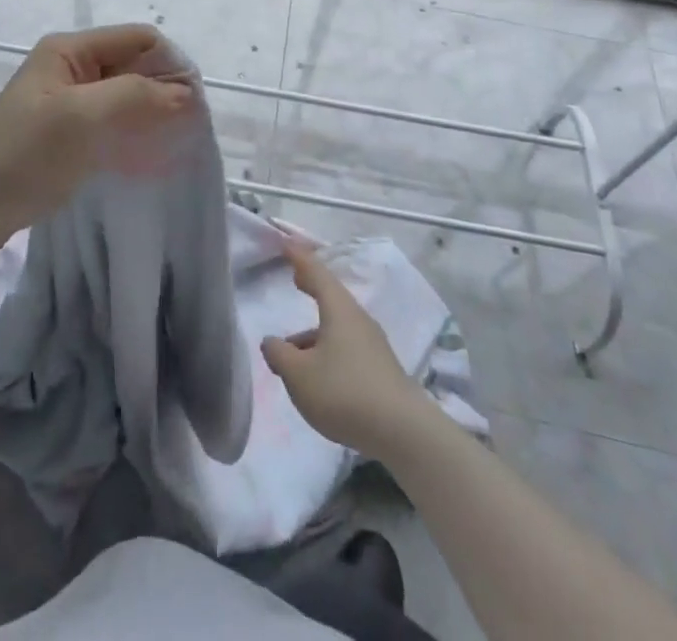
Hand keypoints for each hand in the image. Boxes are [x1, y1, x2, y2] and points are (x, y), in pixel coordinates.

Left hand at [0, 23, 194, 267]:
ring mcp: (69, 101)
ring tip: (177, 146)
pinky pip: (114, 124)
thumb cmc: (23, 154)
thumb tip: (187, 94)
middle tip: (191, 130)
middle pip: (135, 66)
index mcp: (71, 50)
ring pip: (127, 97)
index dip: (171, 64)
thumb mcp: (81, 117)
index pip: (139, 39)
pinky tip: (151, 159)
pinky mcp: (69, 133)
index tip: (195, 104)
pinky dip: (135, 135)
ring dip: (153, 116)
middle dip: (165, 92)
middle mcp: (73, 68)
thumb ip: (135, 96)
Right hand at [261, 244, 431, 460]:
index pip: (316, 273)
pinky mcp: (380, 371)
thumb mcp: (299, 375)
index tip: (286, 243)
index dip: (299, 257)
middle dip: (311, 287)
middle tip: (295, 279)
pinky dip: (327, 350)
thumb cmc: (344, 392)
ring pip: (337, 328)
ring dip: (314, 332)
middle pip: (331, 297)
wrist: (404, 434)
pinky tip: (317, 377)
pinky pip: (346, 349)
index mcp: (339, 310)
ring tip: (292, 353)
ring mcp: (372, 346)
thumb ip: (279, 354)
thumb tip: (271, 341)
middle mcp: (358, 320)